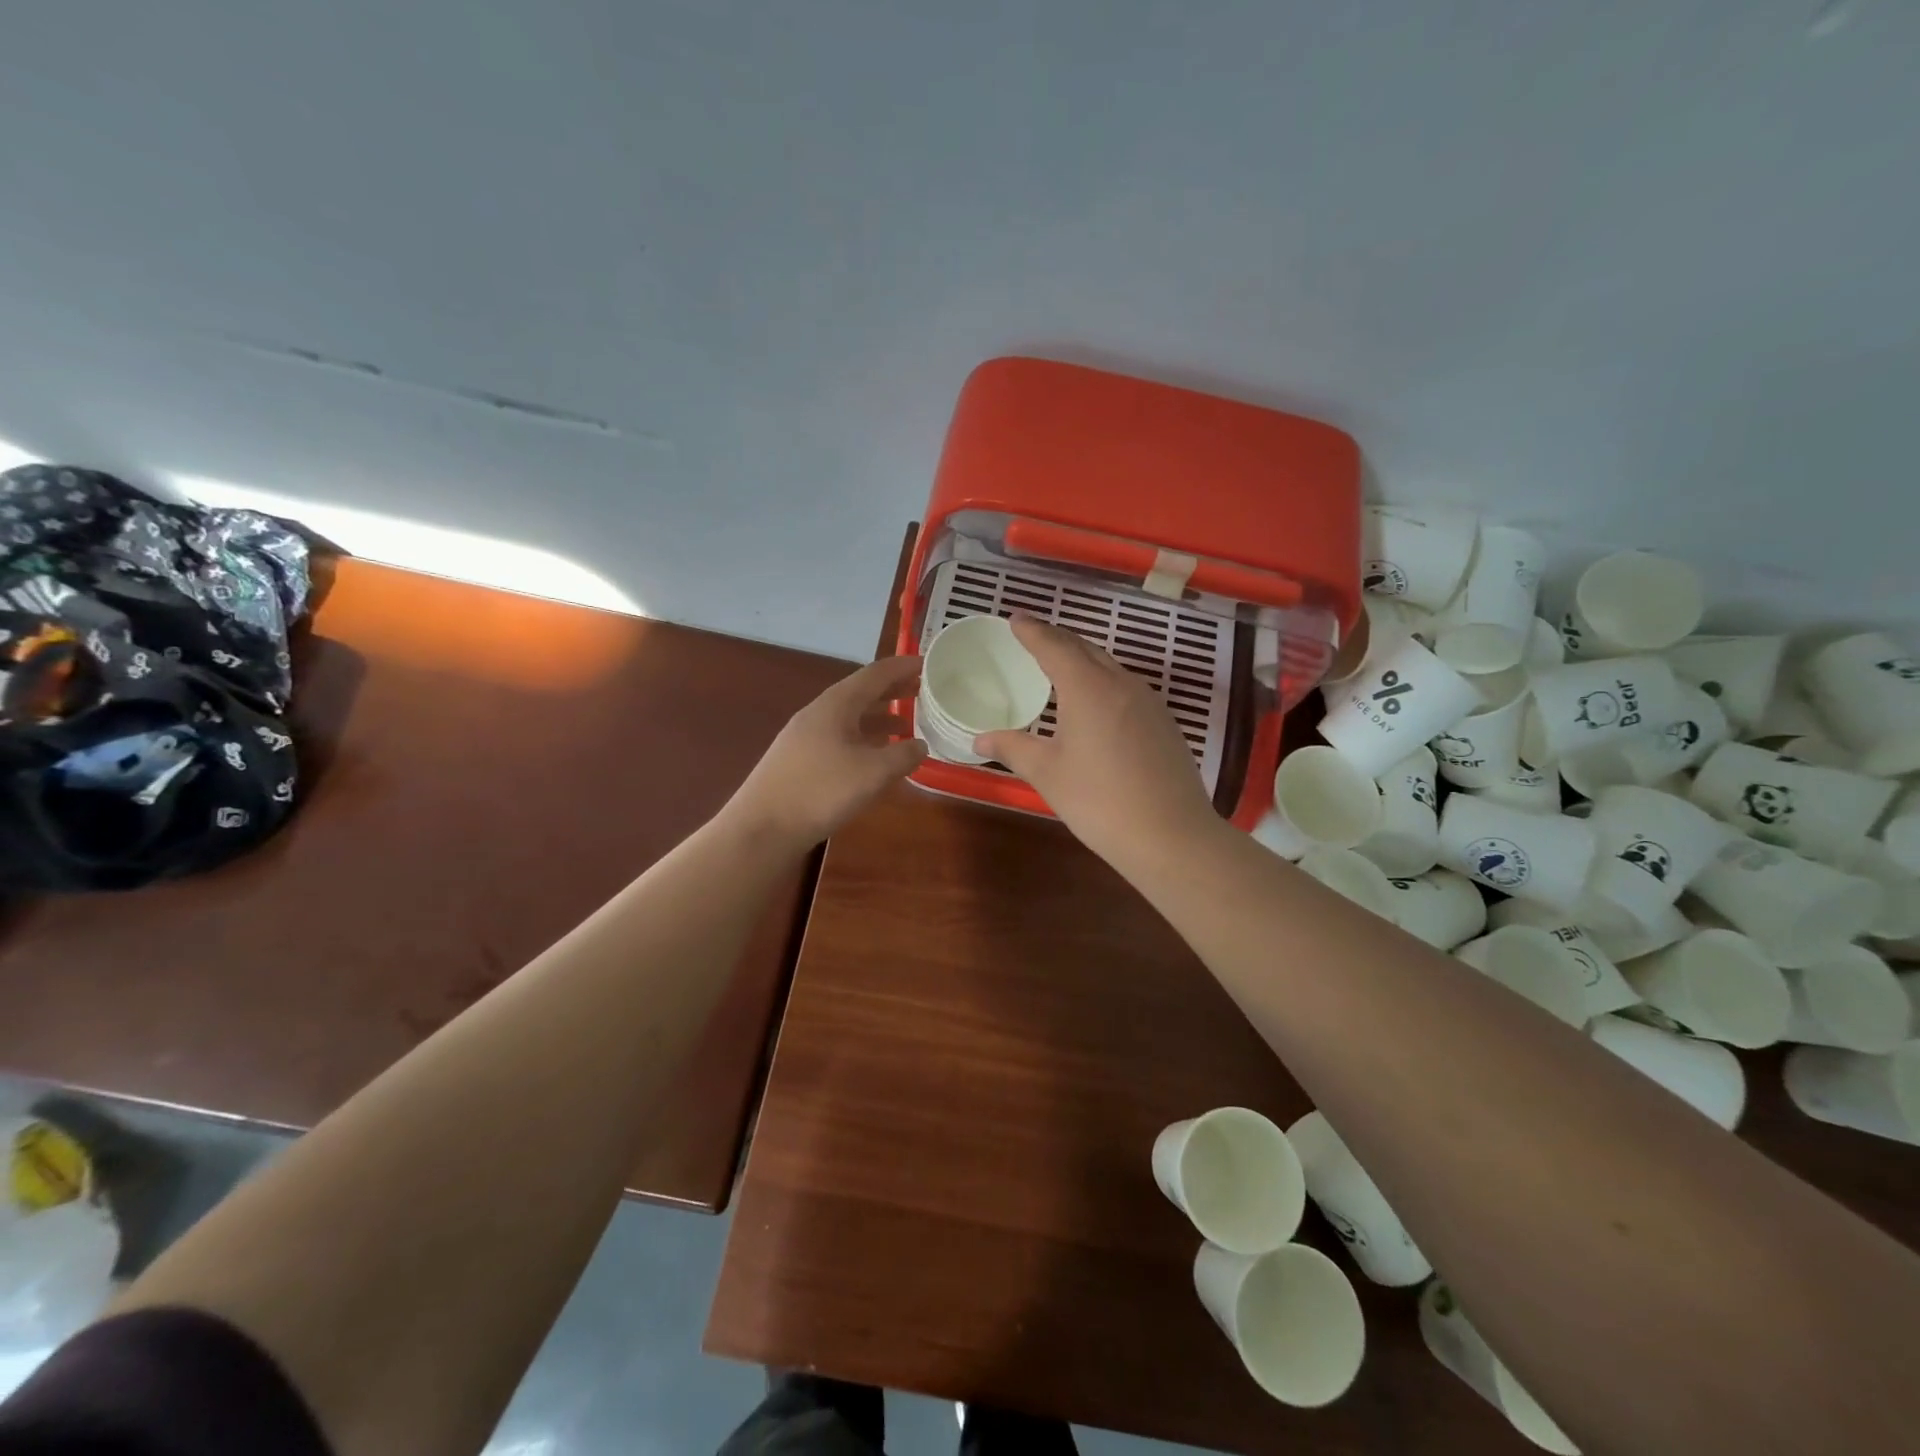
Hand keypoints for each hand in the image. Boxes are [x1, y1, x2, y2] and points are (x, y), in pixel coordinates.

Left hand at [733, 656, 927, 847]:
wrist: (762, 828)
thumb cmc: (820, 792)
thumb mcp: (872, 773)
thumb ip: (903, 755)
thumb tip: (920, 745)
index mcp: (836, 704)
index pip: (875, 674)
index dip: (903, 667)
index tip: (929, 662)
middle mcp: (819, 713)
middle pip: (861, 692)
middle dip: (893, 690)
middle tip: (923, 690)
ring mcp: (806, 736)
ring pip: (850, 717)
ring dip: (879, 717)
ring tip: (907, 724)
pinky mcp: (800, 760)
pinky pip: (840, 737)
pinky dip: (864, 738)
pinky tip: (875, 756)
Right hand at [974, 617, 1220, 869]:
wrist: (1171, 836)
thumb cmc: (1099, 801)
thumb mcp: (1048, 774)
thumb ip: (1013, 748)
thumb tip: (980, 738)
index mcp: (1088, 687)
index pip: (1054, 646)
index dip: (1032, 631)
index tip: (1015, 619)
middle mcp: (1121, 683)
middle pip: (1085, 649)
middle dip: (1057, 639)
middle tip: (1033, 637)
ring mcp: (1149, 702)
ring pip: (1110, 667)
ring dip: (1083, 659)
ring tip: (1061, 666)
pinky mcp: (1165, 723)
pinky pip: (1126, 688)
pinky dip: (1103, 682)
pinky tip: (1097, 703)